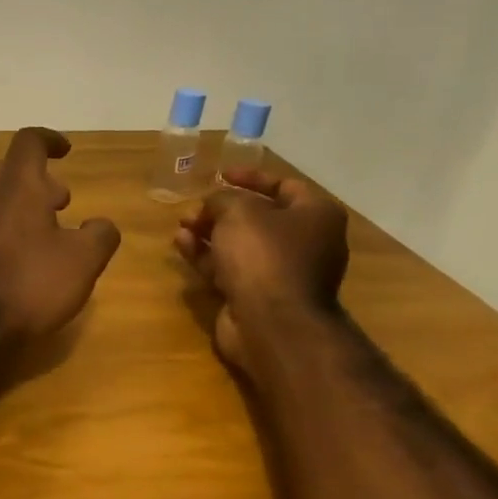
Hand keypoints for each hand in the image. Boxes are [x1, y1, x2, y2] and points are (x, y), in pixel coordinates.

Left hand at [0, 128, 121, 340]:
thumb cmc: (32, 282)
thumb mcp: (84, 259)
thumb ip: (100, 234)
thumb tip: (100, 224)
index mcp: (17, 185)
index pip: (29, 142)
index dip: (50, 140)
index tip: (67, 151)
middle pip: (8, 168)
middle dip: (37, 176)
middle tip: (62, 200)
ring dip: (24, 203)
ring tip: (53, 229)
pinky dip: (11, 225)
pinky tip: (30, 254)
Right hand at [174, 170, 348, 366]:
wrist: (271, 322)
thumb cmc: (263, 255)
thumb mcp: (238, 212)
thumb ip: (222, 199)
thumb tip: (214, 203)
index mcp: (316, 216)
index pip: (284, 186)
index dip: (251, 178)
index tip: (221, 175)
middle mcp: (305, 242)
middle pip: (259, 217)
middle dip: (221, 210)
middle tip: (194, 208)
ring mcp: (281, 272)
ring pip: (240, 245)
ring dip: (209, 233)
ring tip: (181, 225)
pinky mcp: (257, 295)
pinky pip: (229, 268)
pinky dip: (206, 256)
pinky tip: (181, 245)